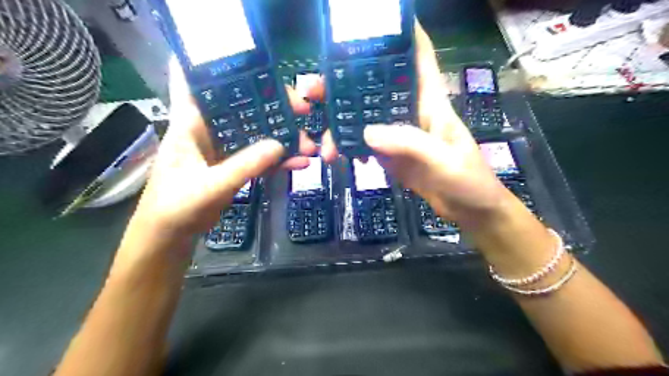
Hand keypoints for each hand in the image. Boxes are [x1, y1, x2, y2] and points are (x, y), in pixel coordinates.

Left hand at [128, 59, 321, 240]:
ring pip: (257, 132)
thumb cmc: (176, 207)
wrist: (171, 237)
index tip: (249, 57)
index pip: (197, 80)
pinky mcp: (233, 164)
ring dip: (282, 136)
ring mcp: (223, 147)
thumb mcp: (210, 186)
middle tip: (303, 109)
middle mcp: (208, 128)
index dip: (218, 63)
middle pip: (243, 105)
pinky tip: (299, 162)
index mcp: (190, 123)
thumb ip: (244, 166)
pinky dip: (279, 158)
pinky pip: (260, 155)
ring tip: (309, 143)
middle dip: (274, 105)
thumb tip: (279, 145)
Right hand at [308, 24, 507, 228]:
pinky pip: (366, 143)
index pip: (418, 58)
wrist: (468, 210)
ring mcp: (398, 134)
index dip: (401, 35)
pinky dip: (349, 146)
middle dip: (346, 83)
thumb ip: (408, 143)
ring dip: (341, 122)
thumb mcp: (443, 159)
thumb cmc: (467, 180)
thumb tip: (366, 132)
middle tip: (314, 89)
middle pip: (376, 88)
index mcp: (430, 102)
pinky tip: (338, 154)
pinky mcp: (391, 154)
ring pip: (365, 118)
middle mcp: (411, 112)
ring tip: (321, 139)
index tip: (372, 24)